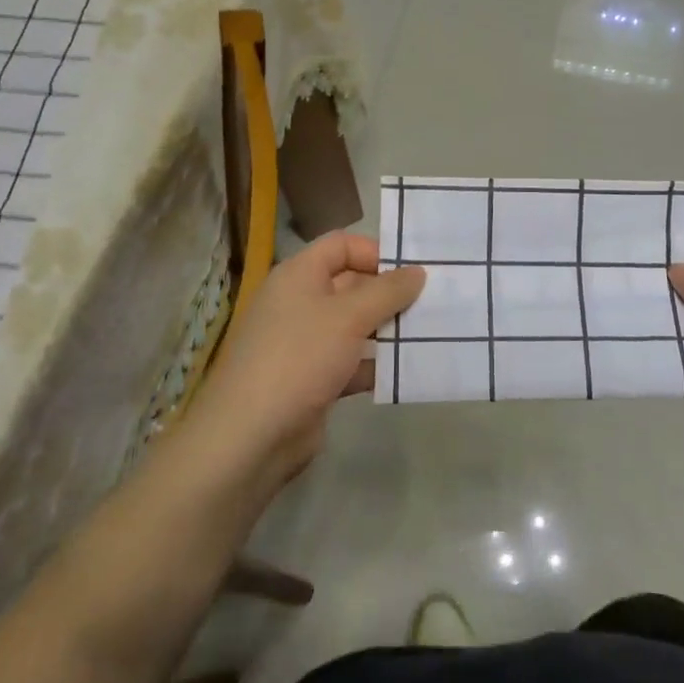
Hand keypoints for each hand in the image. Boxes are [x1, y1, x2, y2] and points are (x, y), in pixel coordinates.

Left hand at [181, 231, 423, 491]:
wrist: (251, 436)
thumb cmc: (300, 357)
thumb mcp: (349, 316)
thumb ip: (388, 291)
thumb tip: (417, 271)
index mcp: (298, 275)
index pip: (341, 245)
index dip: (375, 252)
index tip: (412, 271)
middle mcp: (299, 303)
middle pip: (351, 285)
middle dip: (389, 293)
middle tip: (432, 301)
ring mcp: (304, 344)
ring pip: (354, 326)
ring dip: (387, 330)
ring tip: (428, 333)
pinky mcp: (312, 380)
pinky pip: (351, 363)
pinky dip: (375, 365)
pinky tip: (406, 371)